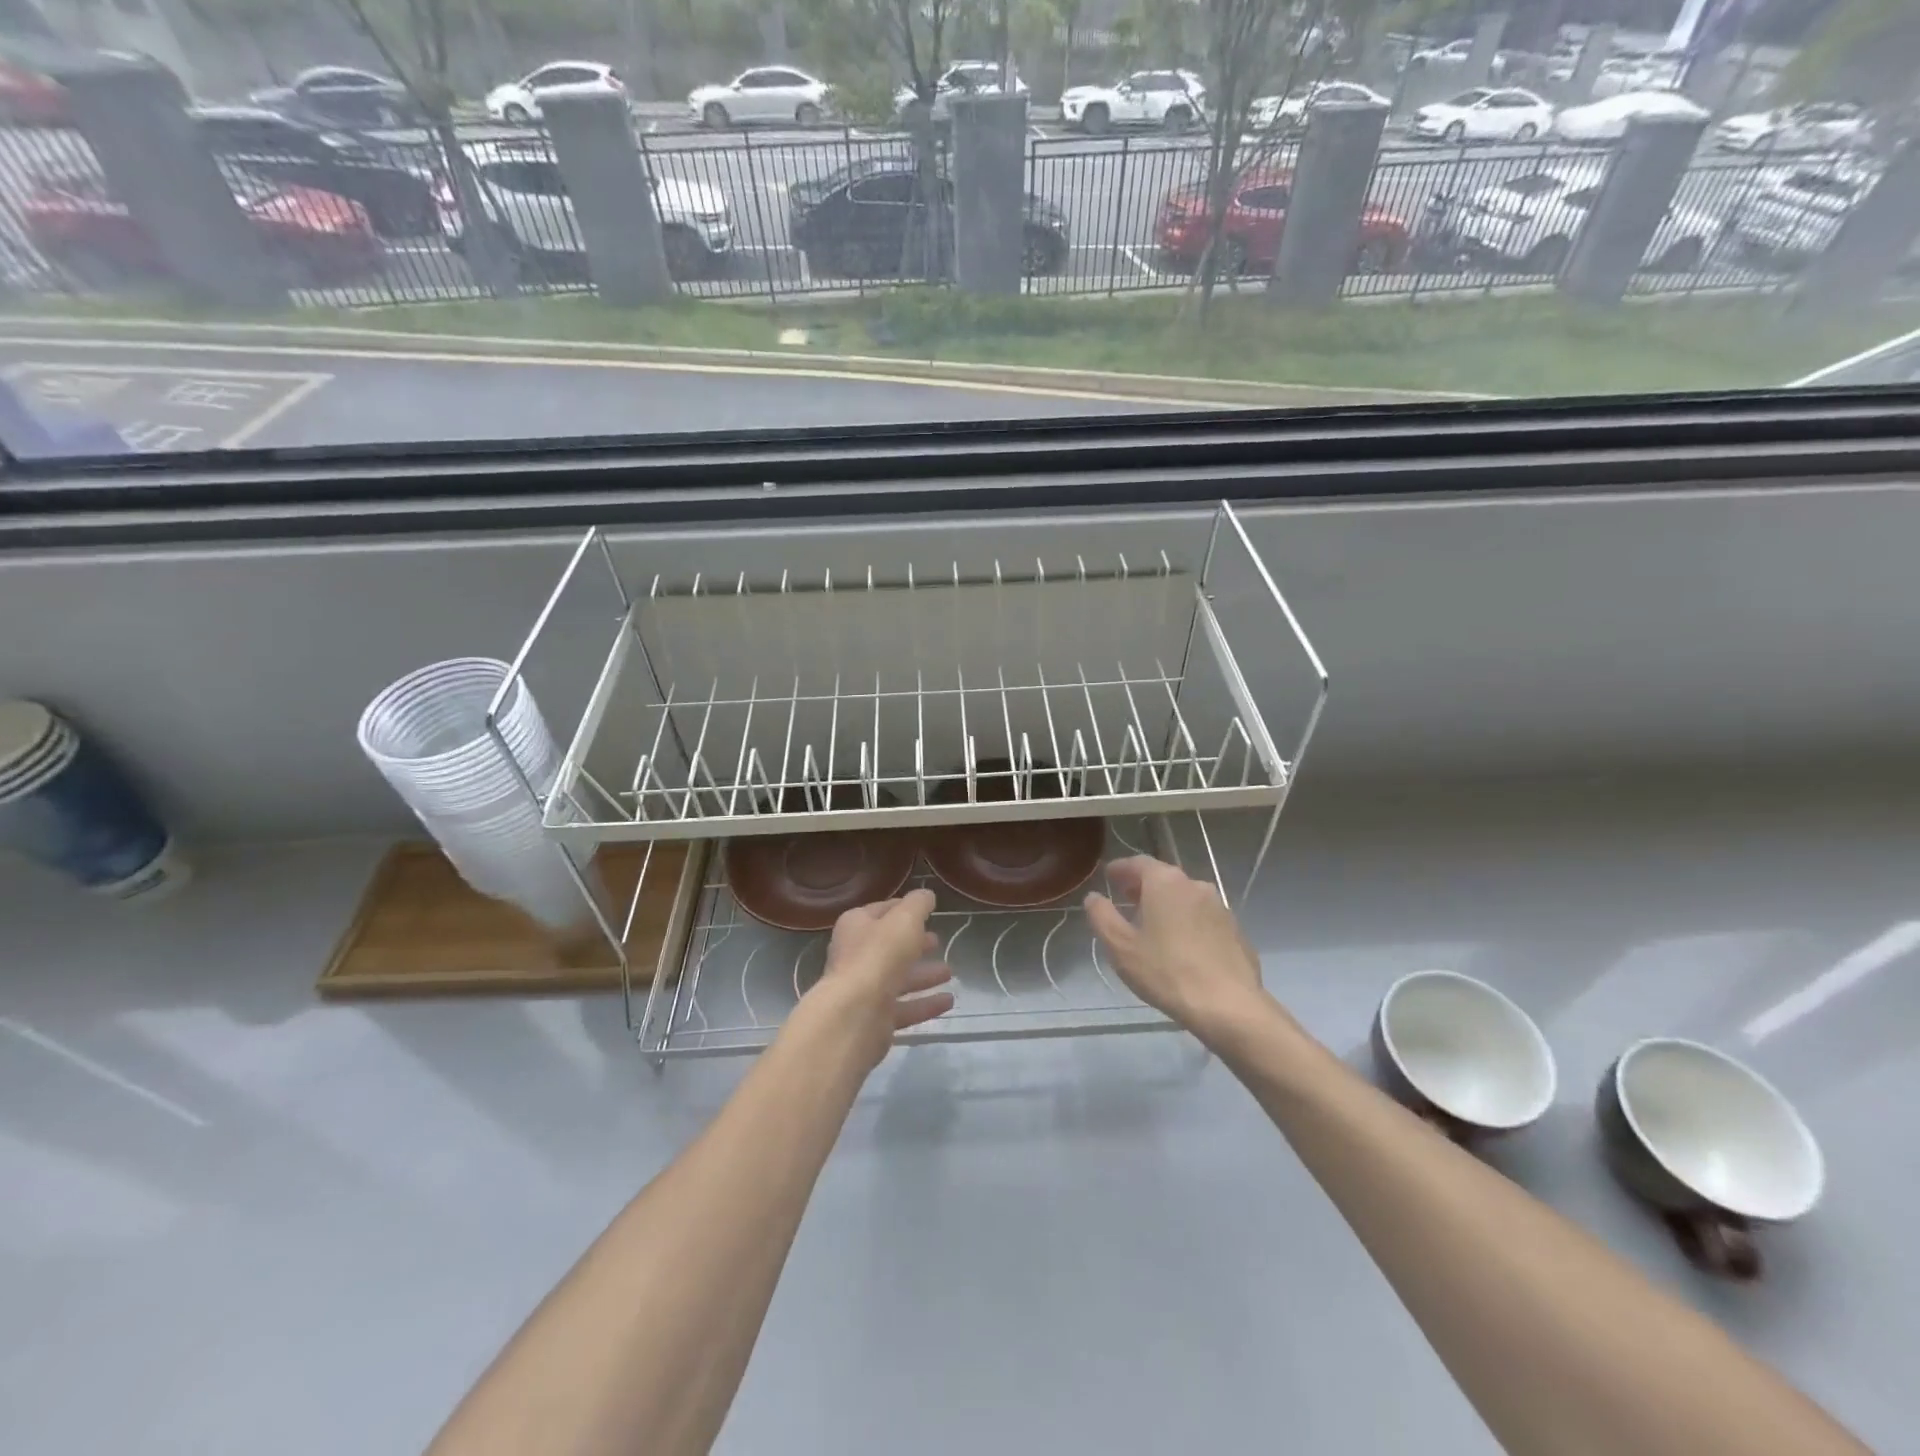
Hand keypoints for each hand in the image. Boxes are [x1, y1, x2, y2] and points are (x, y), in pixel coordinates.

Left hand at [798, 888, 953, 1067]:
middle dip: (914, 943)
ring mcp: (864, 989)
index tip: (925, 910)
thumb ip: (918, 904)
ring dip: (923, 975)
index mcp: (856, 926)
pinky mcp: (874, 1018)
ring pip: (898, 978)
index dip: (903, 909)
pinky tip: (948, 1002)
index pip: (881, 911)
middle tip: (937, 942)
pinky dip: (925, 1004)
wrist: (855, 1014)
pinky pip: (904, 1008)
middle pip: (890, 946)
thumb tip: (926, 895)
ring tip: (950, 972)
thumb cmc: (879, 955)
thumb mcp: (905, 919)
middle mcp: (856, 955)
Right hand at [1085, 856, 1267, 1037]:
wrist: (1228, 1005)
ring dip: (1167, 905)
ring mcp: (1220, 907)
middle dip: (1143, 886)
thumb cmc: (1166, 972)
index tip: (1109, 876)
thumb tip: (1094, 898)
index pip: (1138, 863)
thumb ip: (1102, 917)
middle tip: (1127, 900)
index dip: (1121, 868)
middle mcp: (1195, 885)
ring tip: (1153, 925)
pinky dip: (1189, 922)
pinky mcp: (1236, 931)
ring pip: (1186, 897)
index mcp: (1165, 882)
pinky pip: (1204, 918)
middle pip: (1164, 877)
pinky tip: (1183, 946)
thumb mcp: (1121, 947)